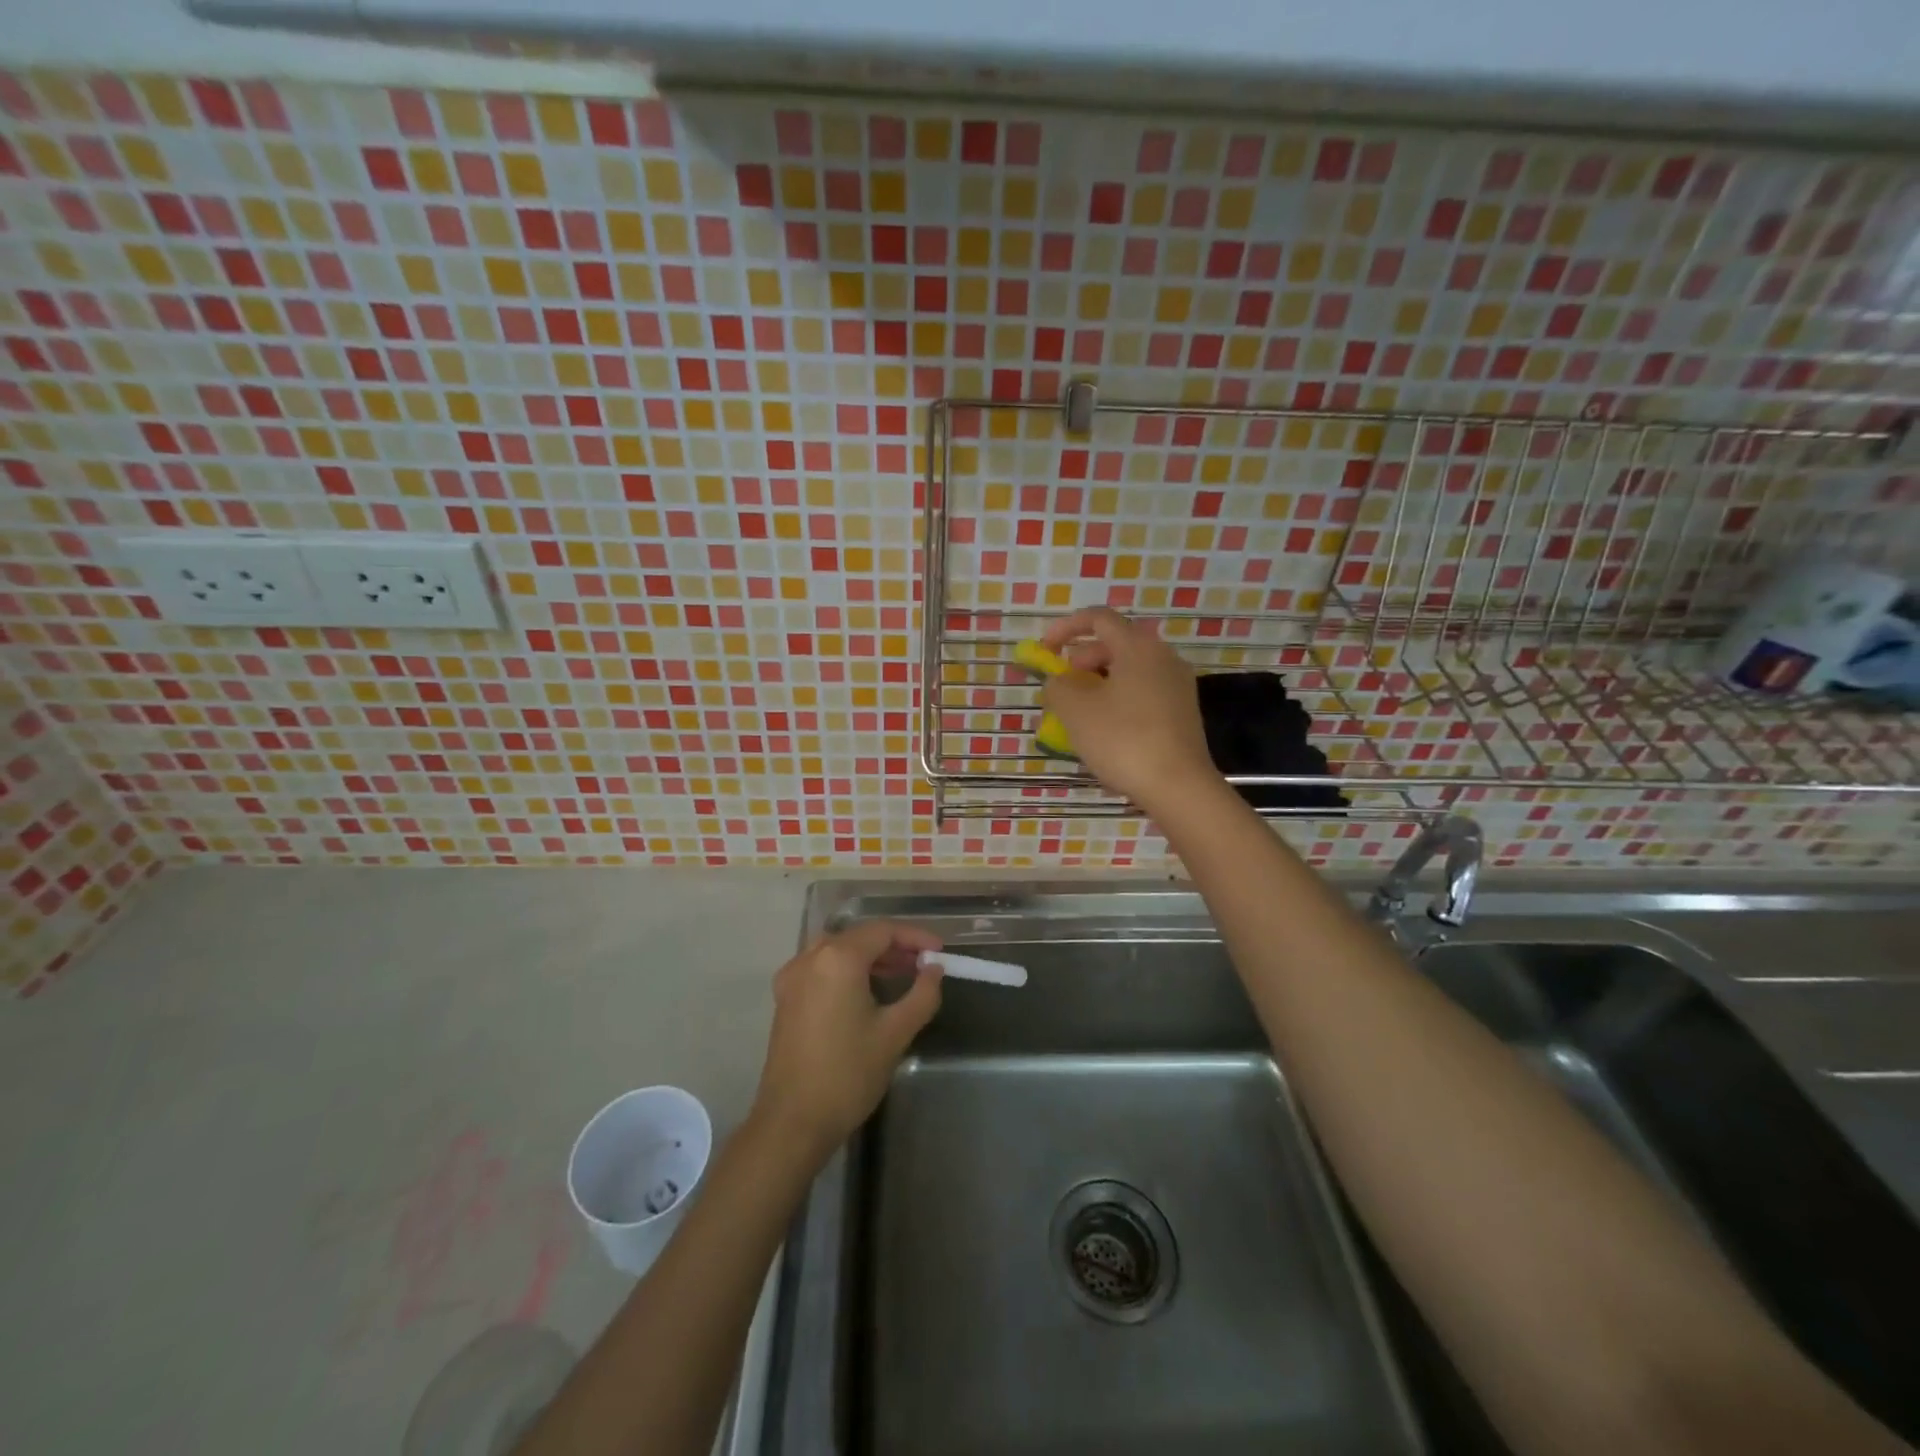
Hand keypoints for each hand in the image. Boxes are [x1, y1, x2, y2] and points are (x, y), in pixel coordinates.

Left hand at [749, 921, 943, 1155]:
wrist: (793, 1122)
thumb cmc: (848, 1074)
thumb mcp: (895, 1033)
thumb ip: (922, 994)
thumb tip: (934, 970)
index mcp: (838, 958)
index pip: (883, 931)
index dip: (915, 937)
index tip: (940, 952)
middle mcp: (810, 957)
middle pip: (859, 936)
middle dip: (894, 946)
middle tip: (924, 965)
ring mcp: (793, 977)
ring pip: (839, 950)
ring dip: (871, 957)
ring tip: (901, 974)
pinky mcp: (785, 998)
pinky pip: (821, 967)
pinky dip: (848, 969)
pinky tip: (867, 991)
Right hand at [1041, 607, 1218, 809]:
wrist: (1178, 786)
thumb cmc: (1123, 739)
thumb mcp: (1075, 710)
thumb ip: (1058, 686)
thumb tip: (1059, 681)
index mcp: (1138, 647)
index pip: (1098, 618)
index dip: (1066, 628)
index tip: (1044, 649)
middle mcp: (1163, 657)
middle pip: (1115, 644)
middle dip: (1081, 661)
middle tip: (1062, 688)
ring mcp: (1177, 685)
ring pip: (1128, 671)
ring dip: (1098, 684)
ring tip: (1078, 714)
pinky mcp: (1182, 712)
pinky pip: (1142, 693)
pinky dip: (1118, 700)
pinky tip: (1105, 731)